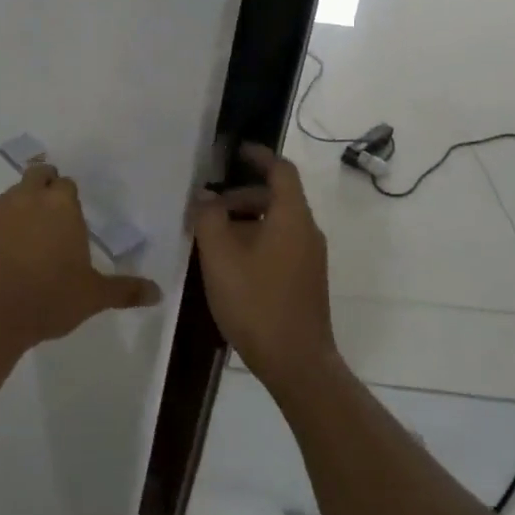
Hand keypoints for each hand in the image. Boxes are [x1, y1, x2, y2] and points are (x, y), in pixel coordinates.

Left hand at [0, 163, 161, 354]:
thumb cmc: (49, 299)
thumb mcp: (93, 297)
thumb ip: (126, 290)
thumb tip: (158, 292)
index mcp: (61, 204)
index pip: (66, 184)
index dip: (67, 198)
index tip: (69, 219)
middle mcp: (27, 196)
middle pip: (37, 175)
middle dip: (42, 187)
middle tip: (45, 220)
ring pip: (7, 199)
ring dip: (15, 212)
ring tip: (17, 247)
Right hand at [193, 144, 339, 400]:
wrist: (297, 363)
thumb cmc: (256, 302)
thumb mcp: (220, 257)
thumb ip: (209, 219)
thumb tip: (204, 196)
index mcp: (292, 217)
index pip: (281, 170)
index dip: (260, 156)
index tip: (236, 151)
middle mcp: (307, 231)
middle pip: (277, 197)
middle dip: (242, 195)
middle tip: (209, 206)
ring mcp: (310, 258)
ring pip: (277, 222)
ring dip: (247, 220)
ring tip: (213, 237)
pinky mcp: (306, 280)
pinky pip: (281, 243)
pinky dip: (257, 239)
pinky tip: (231, 263)